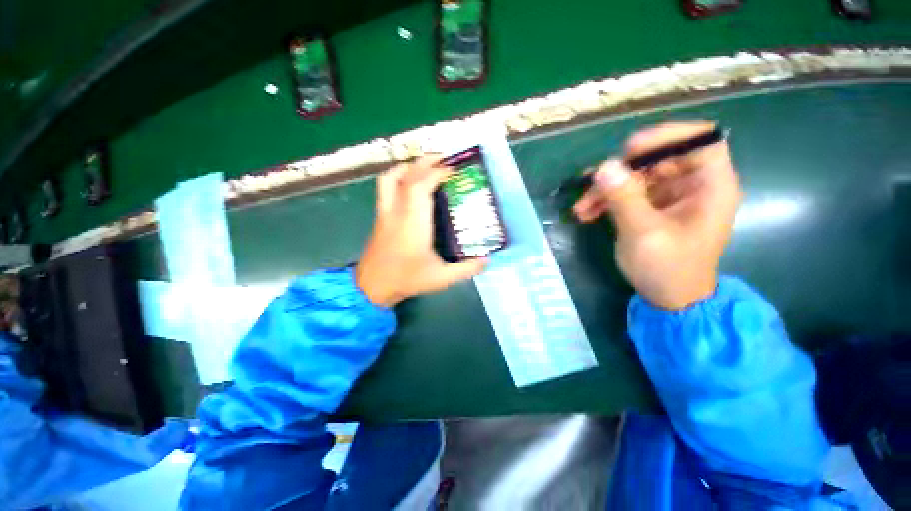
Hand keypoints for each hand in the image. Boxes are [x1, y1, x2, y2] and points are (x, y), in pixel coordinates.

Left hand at [356, 155, 487, 307]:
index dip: (437, 173)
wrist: (371, 288)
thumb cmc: (406, 280)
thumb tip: (487, 260)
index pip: (420, 186)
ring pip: (389, 178)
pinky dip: (398, 178)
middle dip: (425, 163)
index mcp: (413, 223)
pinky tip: (409, 185)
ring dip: (407, 167)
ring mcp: (384, 213)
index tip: (453, 170)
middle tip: (443, 160)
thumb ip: (466, 269)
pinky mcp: (379, 218)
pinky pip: (385, 188)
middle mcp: (396, 212)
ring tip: (424, 166)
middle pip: (406, 176)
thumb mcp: (441, 278)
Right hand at [573, 121, 741, 310]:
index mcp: (710, 185)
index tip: (630, 149)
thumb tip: (604, 167)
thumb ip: (625, 197)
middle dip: (622, 171)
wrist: (669, 298)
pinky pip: (627, 192)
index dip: (666, 136)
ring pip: (636, 176)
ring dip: (606, 189)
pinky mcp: (651, 207)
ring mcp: (670, 196)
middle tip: (594, 185)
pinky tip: (586, 212)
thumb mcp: (644, 233)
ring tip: (582, 207)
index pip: (699, 139)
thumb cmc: (668, 268)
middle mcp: (692, 184)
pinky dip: (606, 200)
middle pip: (658, 158)